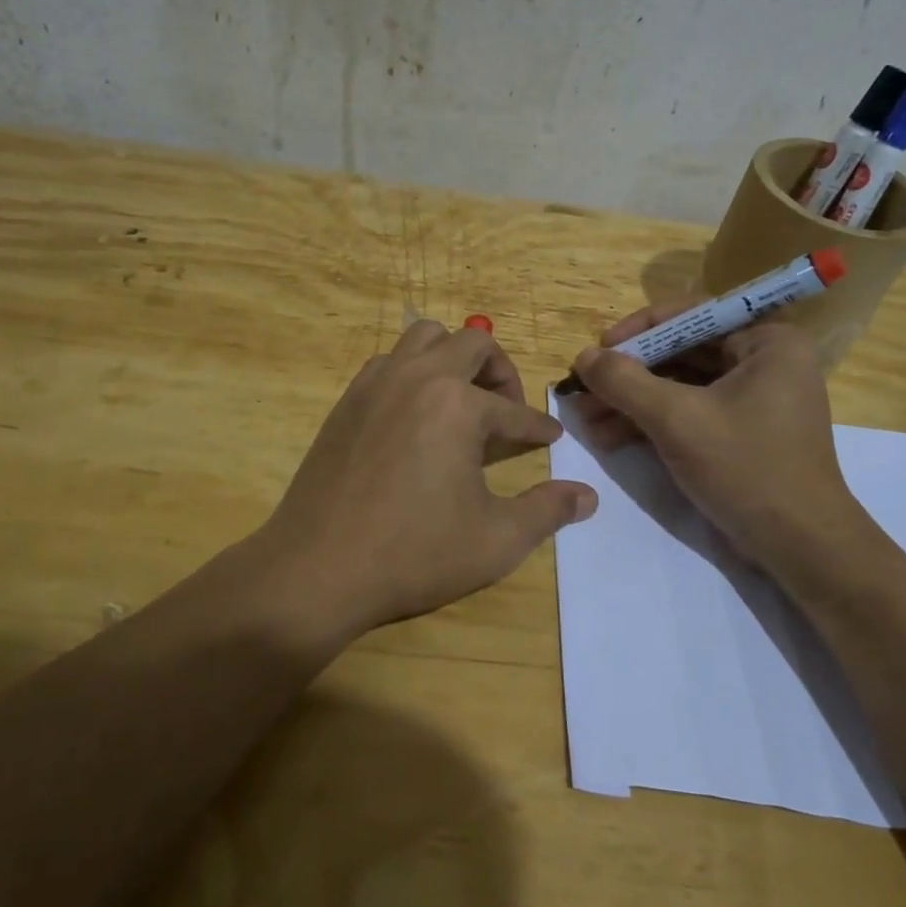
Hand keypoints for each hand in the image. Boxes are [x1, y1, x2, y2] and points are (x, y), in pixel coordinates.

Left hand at [256, 321, 597, 640]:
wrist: (318, 568)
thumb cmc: (414, 553)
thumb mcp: (496, 540)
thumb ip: (547, 511)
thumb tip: (587, 496)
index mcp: (457, 404)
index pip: (513, 410)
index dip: (537, 427)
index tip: (550, 438)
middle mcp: (417, 377)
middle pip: (472, 342)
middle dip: (500, 371)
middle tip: (507, 410)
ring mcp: (375, 384)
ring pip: (423, 338)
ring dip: (452, 359)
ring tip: (462, 402)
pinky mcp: (346, 400)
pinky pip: (389, 362)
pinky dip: (413, 373)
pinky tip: (416, 416)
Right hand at [571, 304, 873, 569]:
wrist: (800, 548)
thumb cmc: (746, 468)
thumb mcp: (676, 419)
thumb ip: (624, 381)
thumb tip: (583, 356)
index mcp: (767, 343)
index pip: (692, 316)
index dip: (639, 330)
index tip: (599, 348)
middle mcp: (764, 363)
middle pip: (681, 354)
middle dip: (628, 375)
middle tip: (583, 388)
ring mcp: (753, 401)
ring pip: (680, 387)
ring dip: (632, 402)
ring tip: (586, 419)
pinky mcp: (741, 434)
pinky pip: (689, 414)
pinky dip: (651, 423)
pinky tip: (609, 438)